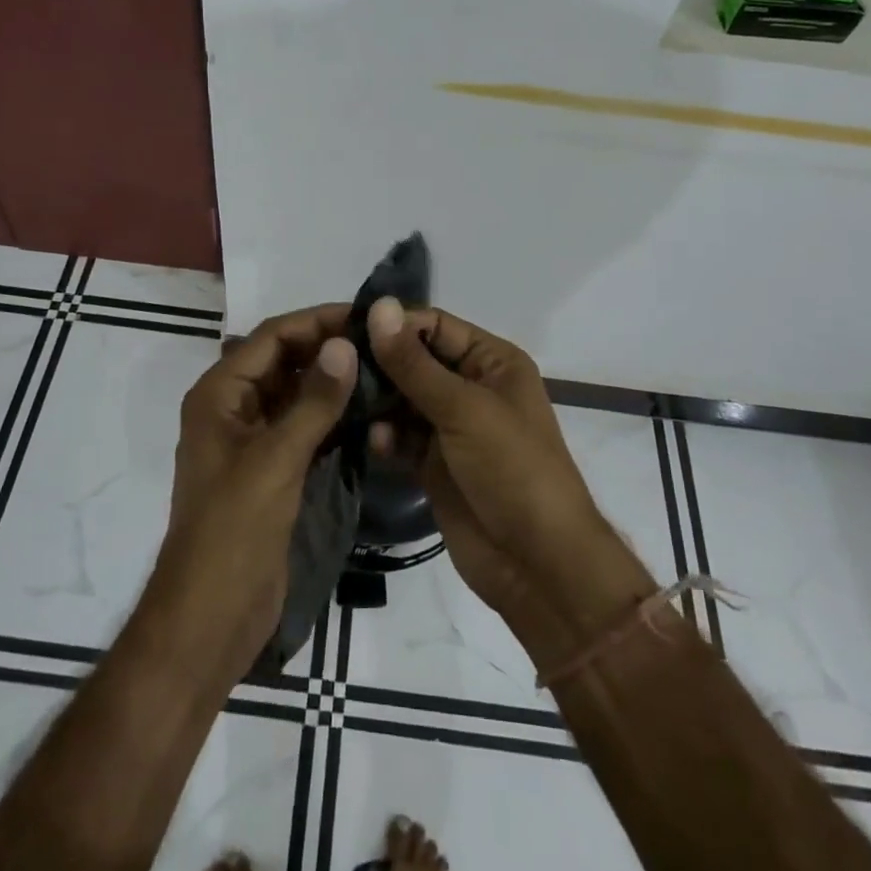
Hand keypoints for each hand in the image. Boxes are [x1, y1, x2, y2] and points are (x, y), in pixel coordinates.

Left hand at [148, 305, 356, 678]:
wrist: (211, 618)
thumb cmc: (233, 531)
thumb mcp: (276, 460)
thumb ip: (313, 402)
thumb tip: (345, 344)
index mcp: (220, 395)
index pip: (271, 338)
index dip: (316, 321)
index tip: (364, 315)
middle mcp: (234, 409)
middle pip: (284, 362)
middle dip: (327, 349)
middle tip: (381, 341)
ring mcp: (253, 441)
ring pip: (296, 395)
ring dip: (332, 382)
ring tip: (383, 369)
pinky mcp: (272, 471)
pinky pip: (304, 429)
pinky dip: (332, 417)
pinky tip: (369, 412)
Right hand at [367, 299, 653, 646]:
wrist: (537, 565)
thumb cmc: (512, 469)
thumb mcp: (463, 408)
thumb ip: (414, 363)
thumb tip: (379, 305)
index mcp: (493, 362)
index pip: (435, 325)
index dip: (395, 324)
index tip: (346, 329)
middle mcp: (472, 387)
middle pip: (415, 361)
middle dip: (379, 363)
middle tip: (333, 365)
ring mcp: (452, 428)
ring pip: (403, 400)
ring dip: (377, 401)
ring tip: (343, 401)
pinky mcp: (434, 464)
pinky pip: (401, 438)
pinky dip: (385, 437)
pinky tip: (372, 441)